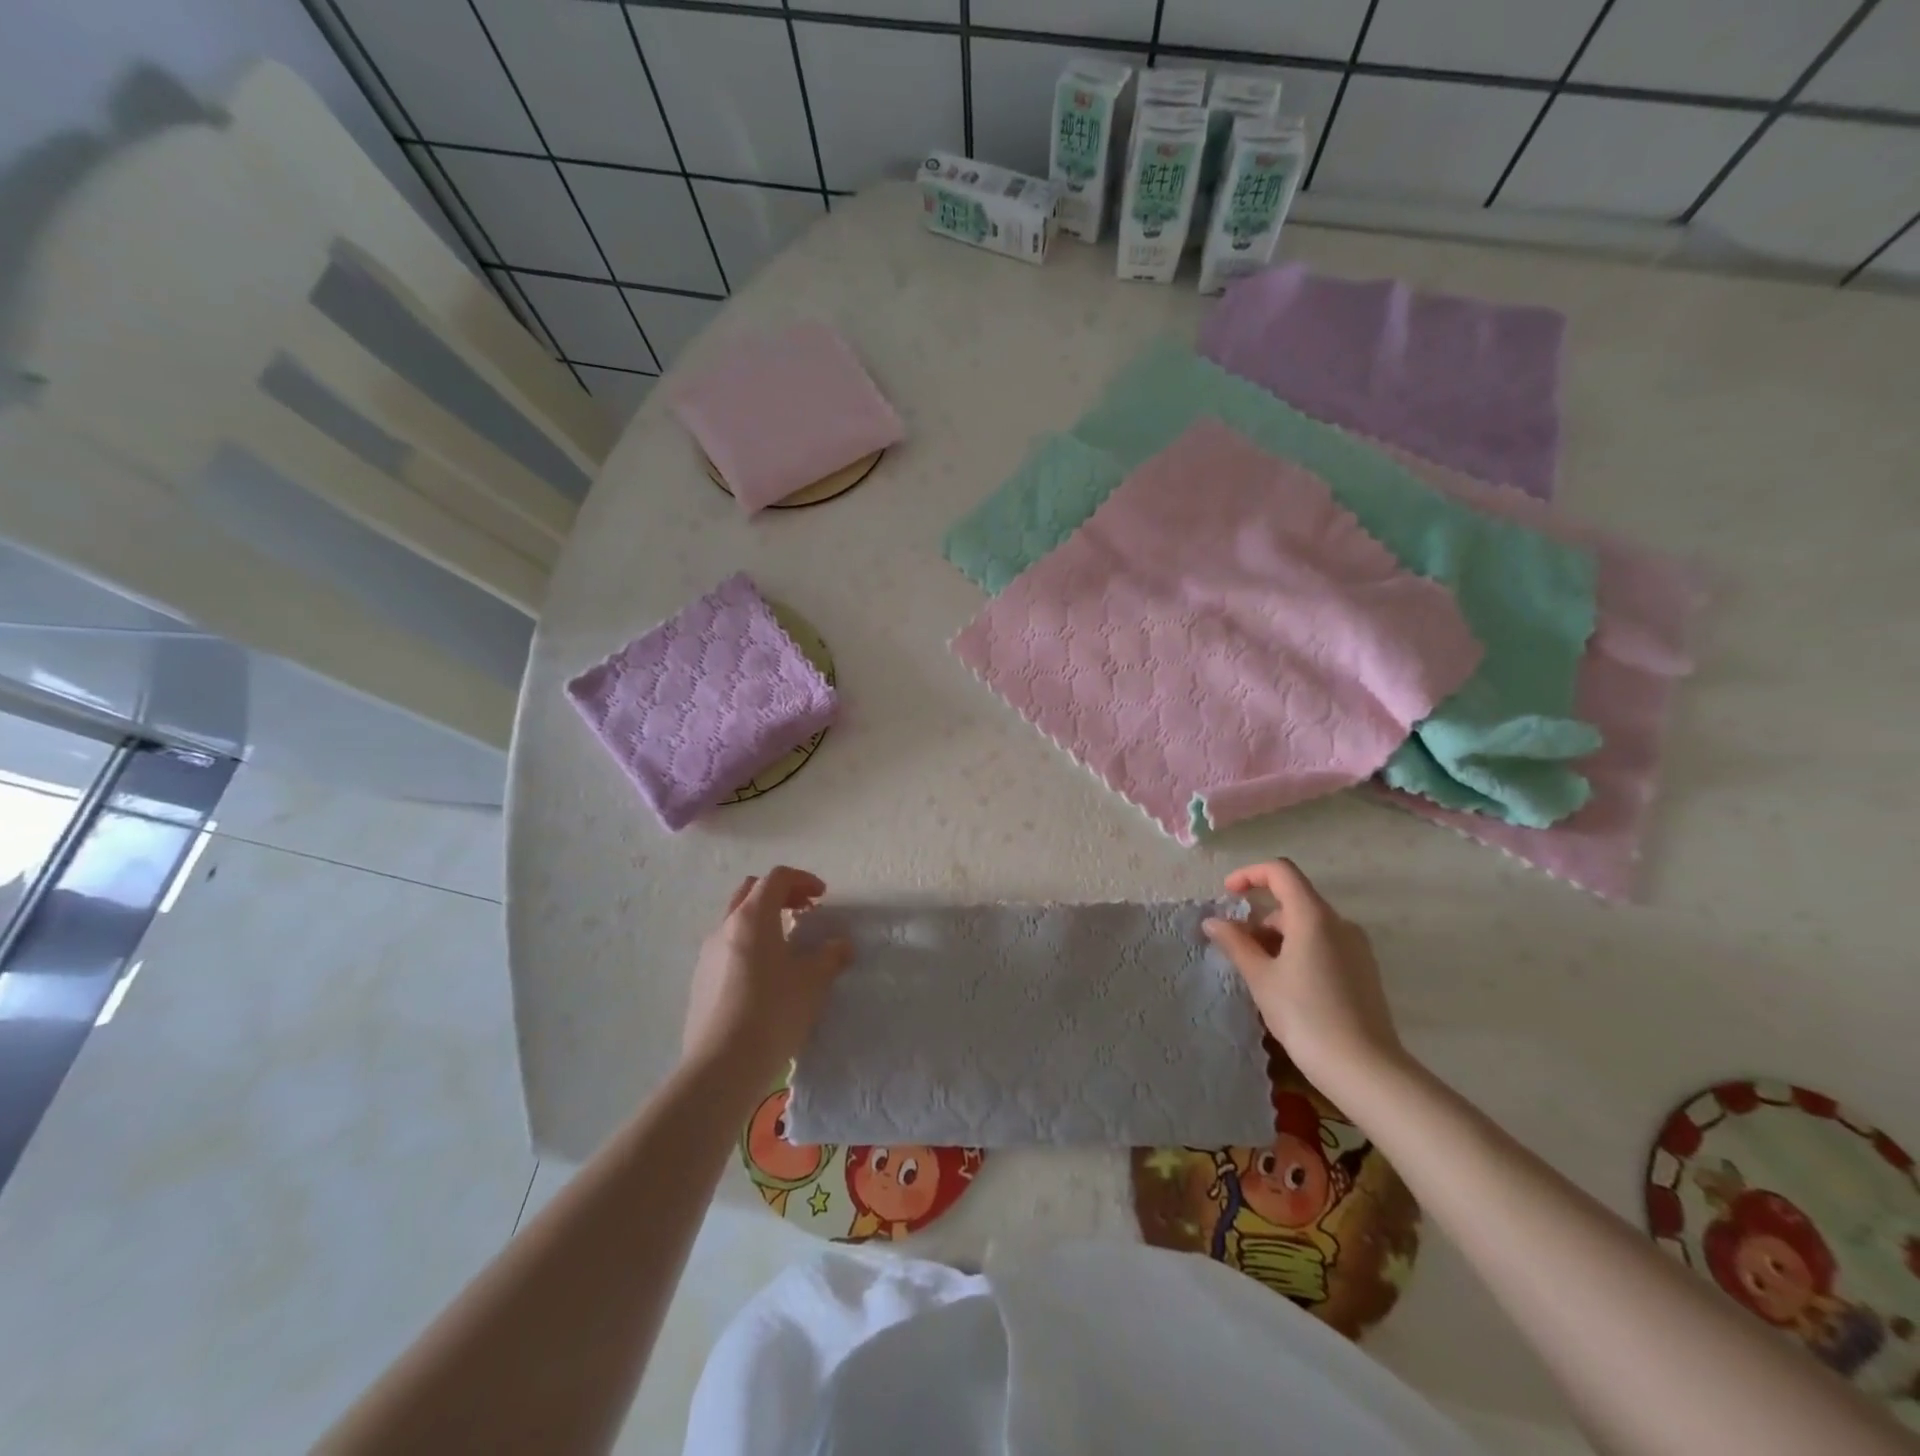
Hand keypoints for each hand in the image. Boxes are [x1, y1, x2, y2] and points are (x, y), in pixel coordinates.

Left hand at [682, 866, 850, 1087]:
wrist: (721, 1065)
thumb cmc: (773, 1011)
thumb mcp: (813, 981)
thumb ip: (830, 956)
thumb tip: (841, 945)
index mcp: (753, 917)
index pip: (777, 878)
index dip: (802, 880)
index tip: (822, 896)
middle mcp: (725, 927)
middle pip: (751, 891)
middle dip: (780, 894)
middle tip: (804, 911)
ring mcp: (707, 954)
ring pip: (736, 920)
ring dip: (763, 920)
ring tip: (787, 945)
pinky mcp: (700, 981)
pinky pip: (727, 948)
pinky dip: (749, 945)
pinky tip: (765, 976)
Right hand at [1202, 859, 1406, 1099]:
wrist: (1365, 1069)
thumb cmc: (1306, 1016)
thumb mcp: (1261, 978)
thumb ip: (1236, 943)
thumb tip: (1213, 921)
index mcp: (1313, 916)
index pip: (1281, 872)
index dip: (1250, 875)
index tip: (1228, 895)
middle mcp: (1339, 923)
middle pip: (1293, 901)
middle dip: (1260, 918)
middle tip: (1238, 950)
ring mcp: (1356, 947)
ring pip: (1308, 926)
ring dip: (1278, 937)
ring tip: (1259, 973)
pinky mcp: (1364, 970)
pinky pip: (1324, 945)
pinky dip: (1299, 951)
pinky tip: (1287, 986)